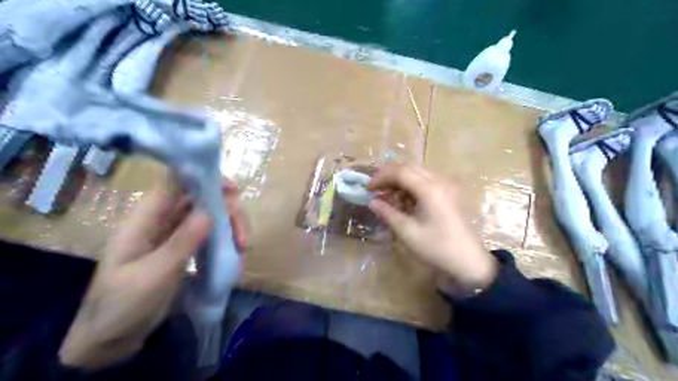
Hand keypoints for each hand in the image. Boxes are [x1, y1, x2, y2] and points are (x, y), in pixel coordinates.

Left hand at [57, 175, 246, 368]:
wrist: (110, 338)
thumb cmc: (121, 305)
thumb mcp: (152, 275)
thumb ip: (181, 243)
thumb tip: (210, 212)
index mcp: (145, 219)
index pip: (175, 183)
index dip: (203, 178)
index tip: (232, 189)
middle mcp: (162, 221)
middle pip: (201, 199)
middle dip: (227, 211)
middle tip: (242, 236)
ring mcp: (175, 235)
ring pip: (210, 216)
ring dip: (230, 228)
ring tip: (242, 250)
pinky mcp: (185, 249)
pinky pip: (210, 235)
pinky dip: (226, 242)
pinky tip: (235, 257)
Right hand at [369, 164, 496, 291]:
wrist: (469, 262)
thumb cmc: (437, 248)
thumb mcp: (407, 232)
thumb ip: (388, 213)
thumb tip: (372, 202)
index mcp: (430, 189)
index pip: (400, 172)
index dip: (381, 177)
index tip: (368, 188)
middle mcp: (440, 181)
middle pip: (409, 167)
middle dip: (389, 175)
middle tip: (376, 188)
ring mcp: (447, 185)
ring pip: (418, 172)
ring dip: (400, 180)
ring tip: (389, 196)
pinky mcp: (450, 192)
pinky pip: (426, 180)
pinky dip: (412, 185)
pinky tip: (405, 200)